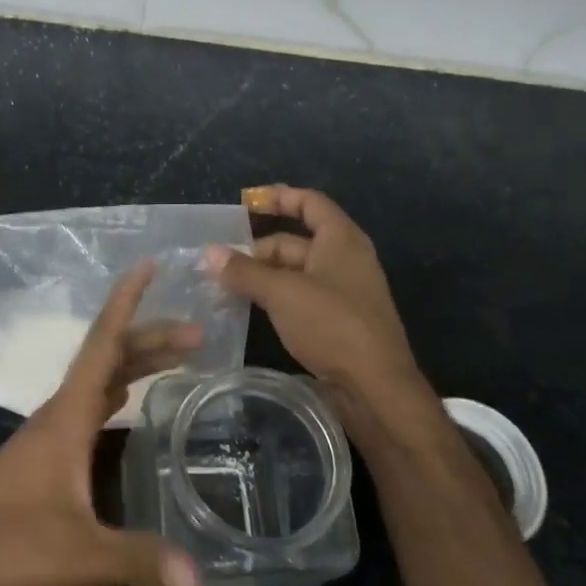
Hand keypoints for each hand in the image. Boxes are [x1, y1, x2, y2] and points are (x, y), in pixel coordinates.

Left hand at [0, 261, 204, 585]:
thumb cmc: (7, 551)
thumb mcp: (79, 558)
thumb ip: (138, 562)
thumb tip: (202, 582)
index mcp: (65, 419)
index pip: (102, 346)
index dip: (126, 303)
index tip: (148, 264)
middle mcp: (56, 417)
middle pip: (106, 362)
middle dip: (150, 341)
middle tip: (198, 336)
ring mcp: (46, 438)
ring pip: (96, 384)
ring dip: (133, 366)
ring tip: (176, 360)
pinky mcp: (42, 462)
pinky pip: (87, 409)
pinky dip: (116, 394)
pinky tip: (127, 405)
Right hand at [206, 186, 441, 450]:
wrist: (375, 388)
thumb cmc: (333, 325)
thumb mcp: (282, 293)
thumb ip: (245, 271)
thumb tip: (210, 253)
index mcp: (341, 240)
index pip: (309, 203)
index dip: (278, 197)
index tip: (245, 203)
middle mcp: (344, 259)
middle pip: (295, 241)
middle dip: (257, 249)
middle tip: (218, 263)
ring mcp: (342, 292)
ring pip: (294, 272)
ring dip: (262, 276)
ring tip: (223, 285)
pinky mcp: (336, 321)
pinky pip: (299, 297)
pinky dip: (274, 298)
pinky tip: (248, 309)